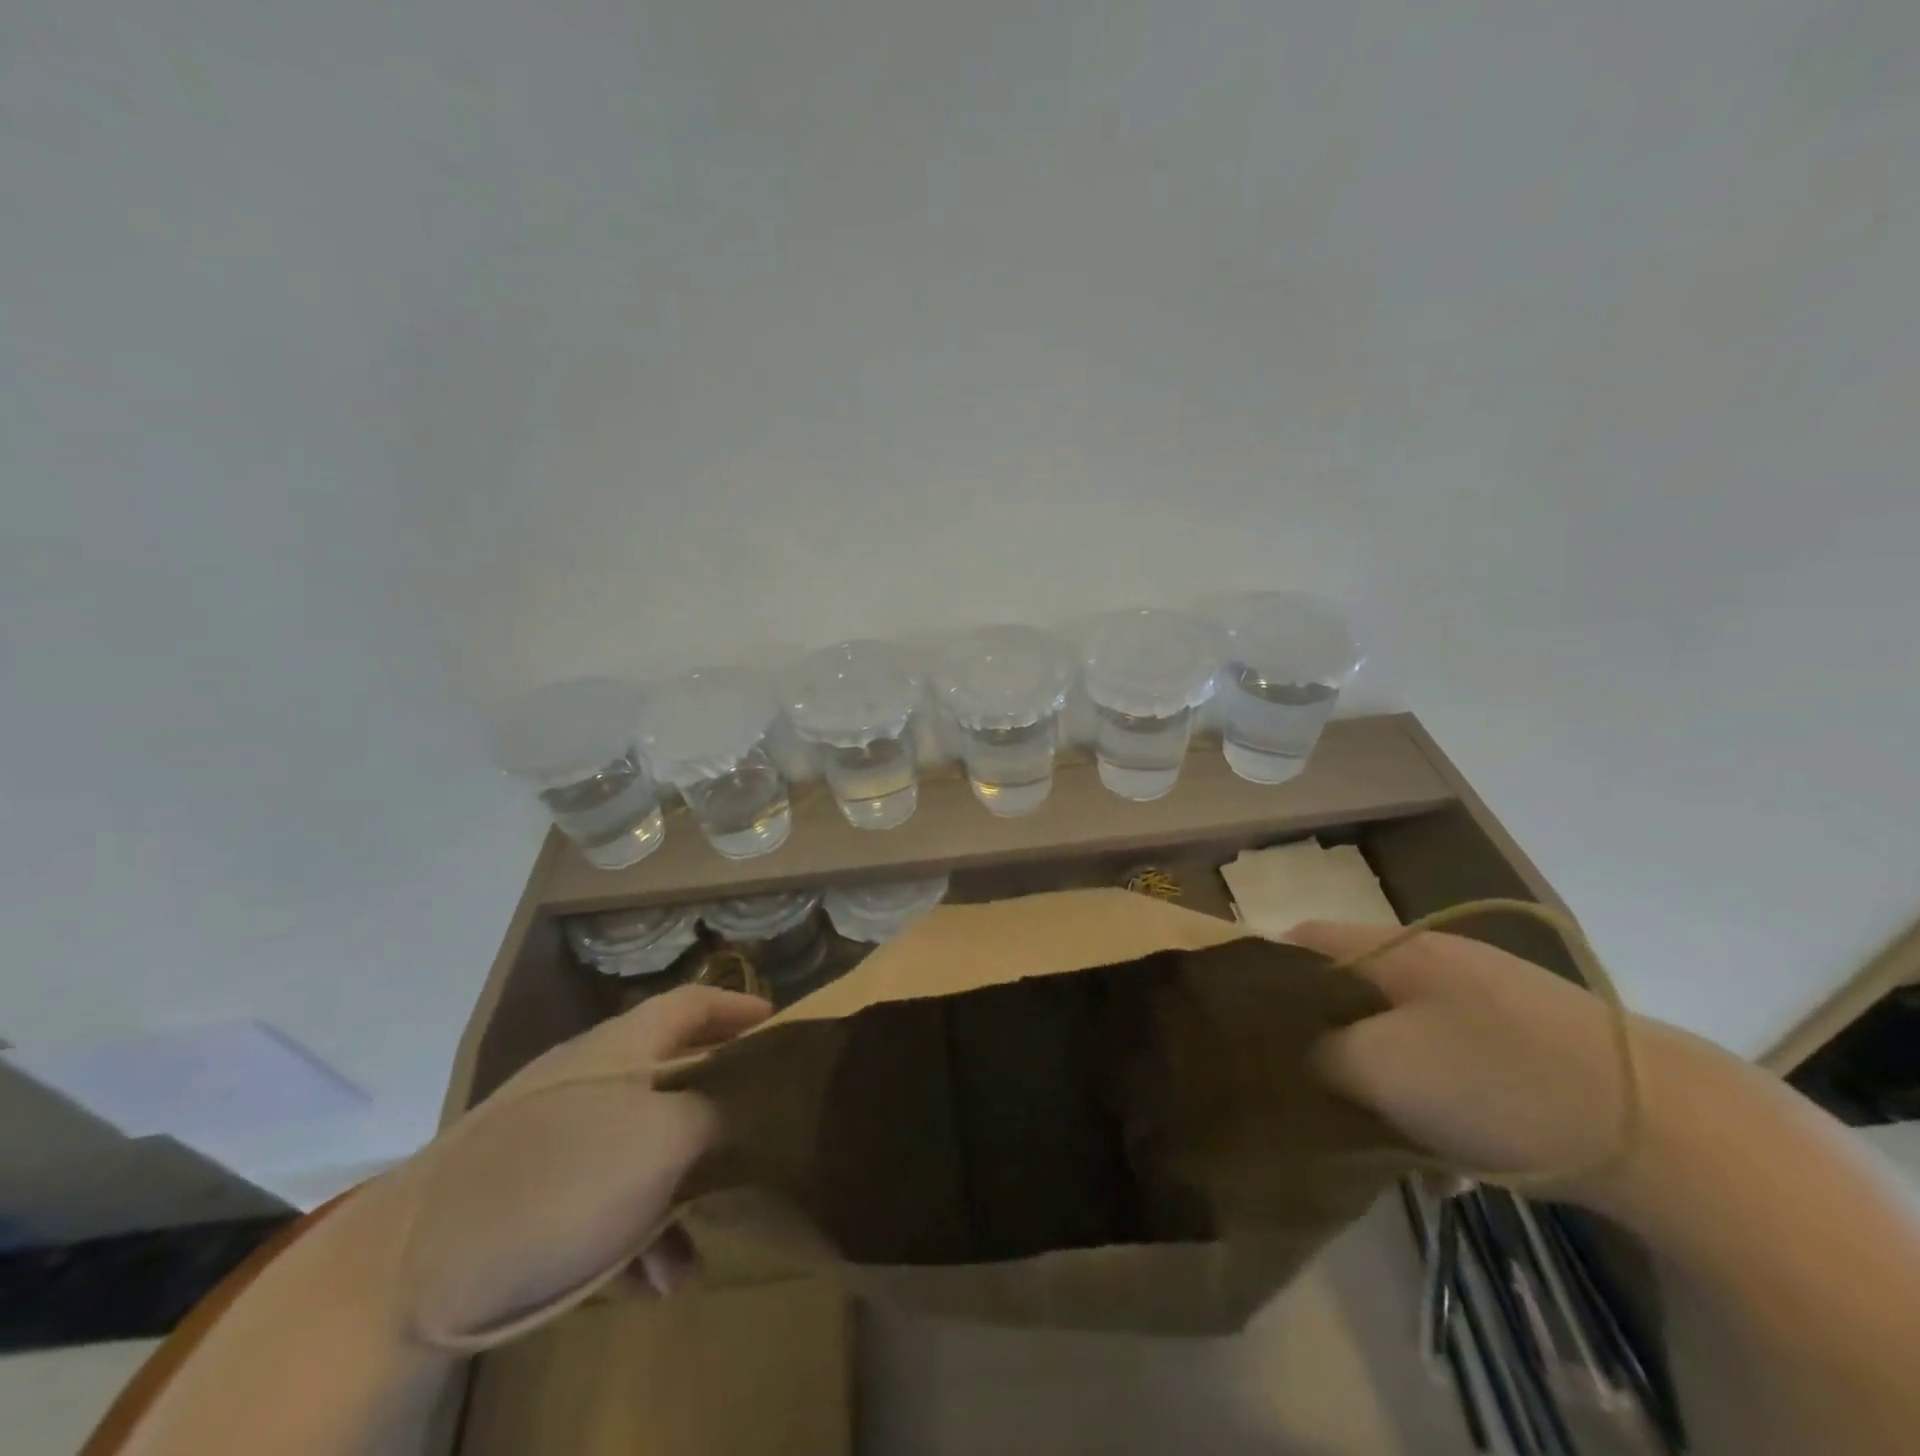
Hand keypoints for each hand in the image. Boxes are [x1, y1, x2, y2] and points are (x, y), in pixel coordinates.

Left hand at [396, 985, 769, 1345]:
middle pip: (675, 1080)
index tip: (780, 1028)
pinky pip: (604, 1201)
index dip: (738, 1008)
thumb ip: (718, 1112)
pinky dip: (635, 1236)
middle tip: (758, 1148)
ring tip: (692, 1260)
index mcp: (623, 1046)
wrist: (406, 1274)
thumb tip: (748, 1108)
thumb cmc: (558, 1180)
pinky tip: (651, 1286)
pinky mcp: (529, 1197)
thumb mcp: (663, 1138)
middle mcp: (592, 1079)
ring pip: (643, 1152)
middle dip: (718, 1121)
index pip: (694, 1002)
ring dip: (678, 1200)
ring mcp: (557, 1138)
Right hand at [1287, 920, 1644, 1201]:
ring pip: (1400, 1031)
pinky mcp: (1530, 1044)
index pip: (1301, 940)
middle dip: (1322, 1035)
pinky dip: (1436, 1100)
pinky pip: (1452, 1062)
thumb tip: (1292, 1048)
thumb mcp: (1378, 1066)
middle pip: (1350, 990)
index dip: (1264, 974)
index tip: (1243, 1026)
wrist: (1671, 1134)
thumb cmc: (1495, 1080)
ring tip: (1378, 1134)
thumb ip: (1316, 1050)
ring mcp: (1489, 999)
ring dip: (1382, 1077)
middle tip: (1304, 1087)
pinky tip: (1447, 1157)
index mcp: (1396, 948)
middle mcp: (1437, 960)